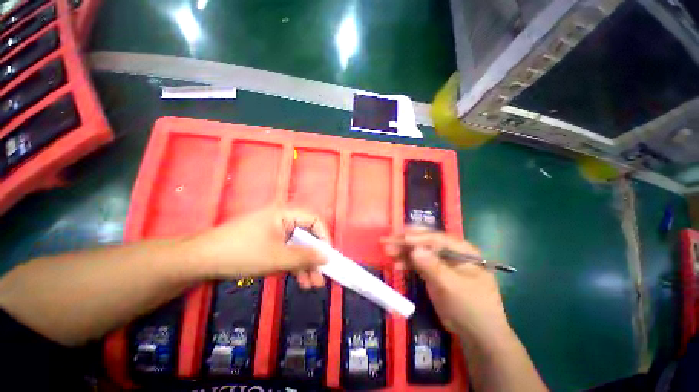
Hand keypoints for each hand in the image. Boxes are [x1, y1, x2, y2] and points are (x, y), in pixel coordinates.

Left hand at [185, 207, 328, 288]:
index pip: (314, 221)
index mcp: (286, 214)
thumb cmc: (242, 253)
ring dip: (304, 265)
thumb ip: (305, 257)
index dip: (323, 238)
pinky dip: (292, 265)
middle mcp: (283, 220)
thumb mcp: (277, 257)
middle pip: (306, 236)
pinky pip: (286, 251)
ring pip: (297, 247)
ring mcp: (274, 232)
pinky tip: (298, 280)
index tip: (327, 258)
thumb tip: (328, 257)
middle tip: (321, 278)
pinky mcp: (267, 242)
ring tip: (311, 286)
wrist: (199, 260)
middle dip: (314, 258)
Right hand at [383, 228, 511, 343]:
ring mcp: (441, 262)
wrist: (477, 335)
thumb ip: (432, 267)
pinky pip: (418, 264)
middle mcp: (451, 252)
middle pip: (425, 242)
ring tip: (388, 251)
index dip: (418, 237)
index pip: (437, 238)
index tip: (401, 238)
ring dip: (403, 251)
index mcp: (463, 250)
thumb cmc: (470, 308)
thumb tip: (414, 249)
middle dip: (406, 242)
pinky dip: (407, 263)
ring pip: (419, 252)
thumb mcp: (452, 287)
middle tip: (388, 240)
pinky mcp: (433, 272)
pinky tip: (396, 264)